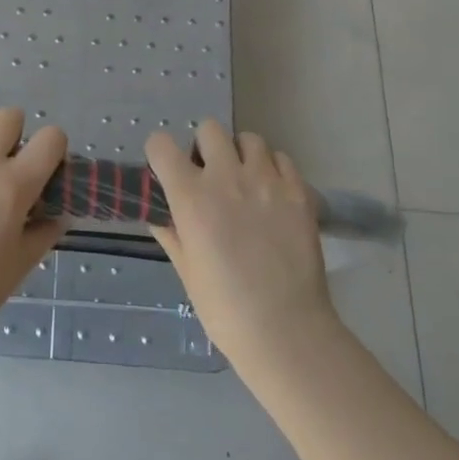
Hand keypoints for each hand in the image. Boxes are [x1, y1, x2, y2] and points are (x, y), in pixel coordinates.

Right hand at [145, 120, 333, 372]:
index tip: (166, 168)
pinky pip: (283, 159)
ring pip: (250, 139)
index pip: (161, 145)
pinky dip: (273, 169)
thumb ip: (170, 232)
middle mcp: (226, 178)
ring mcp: (267, 182)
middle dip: (204, 147)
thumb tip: (160, 213)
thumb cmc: (224, 307)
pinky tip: (271, 194)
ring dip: (241, 155)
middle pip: (210, 129)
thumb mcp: (185, 269)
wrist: (284, 330)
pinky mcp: (299, 192)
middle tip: (209, 175)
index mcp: (190, 196)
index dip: (160, 153)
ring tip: (244, 181)